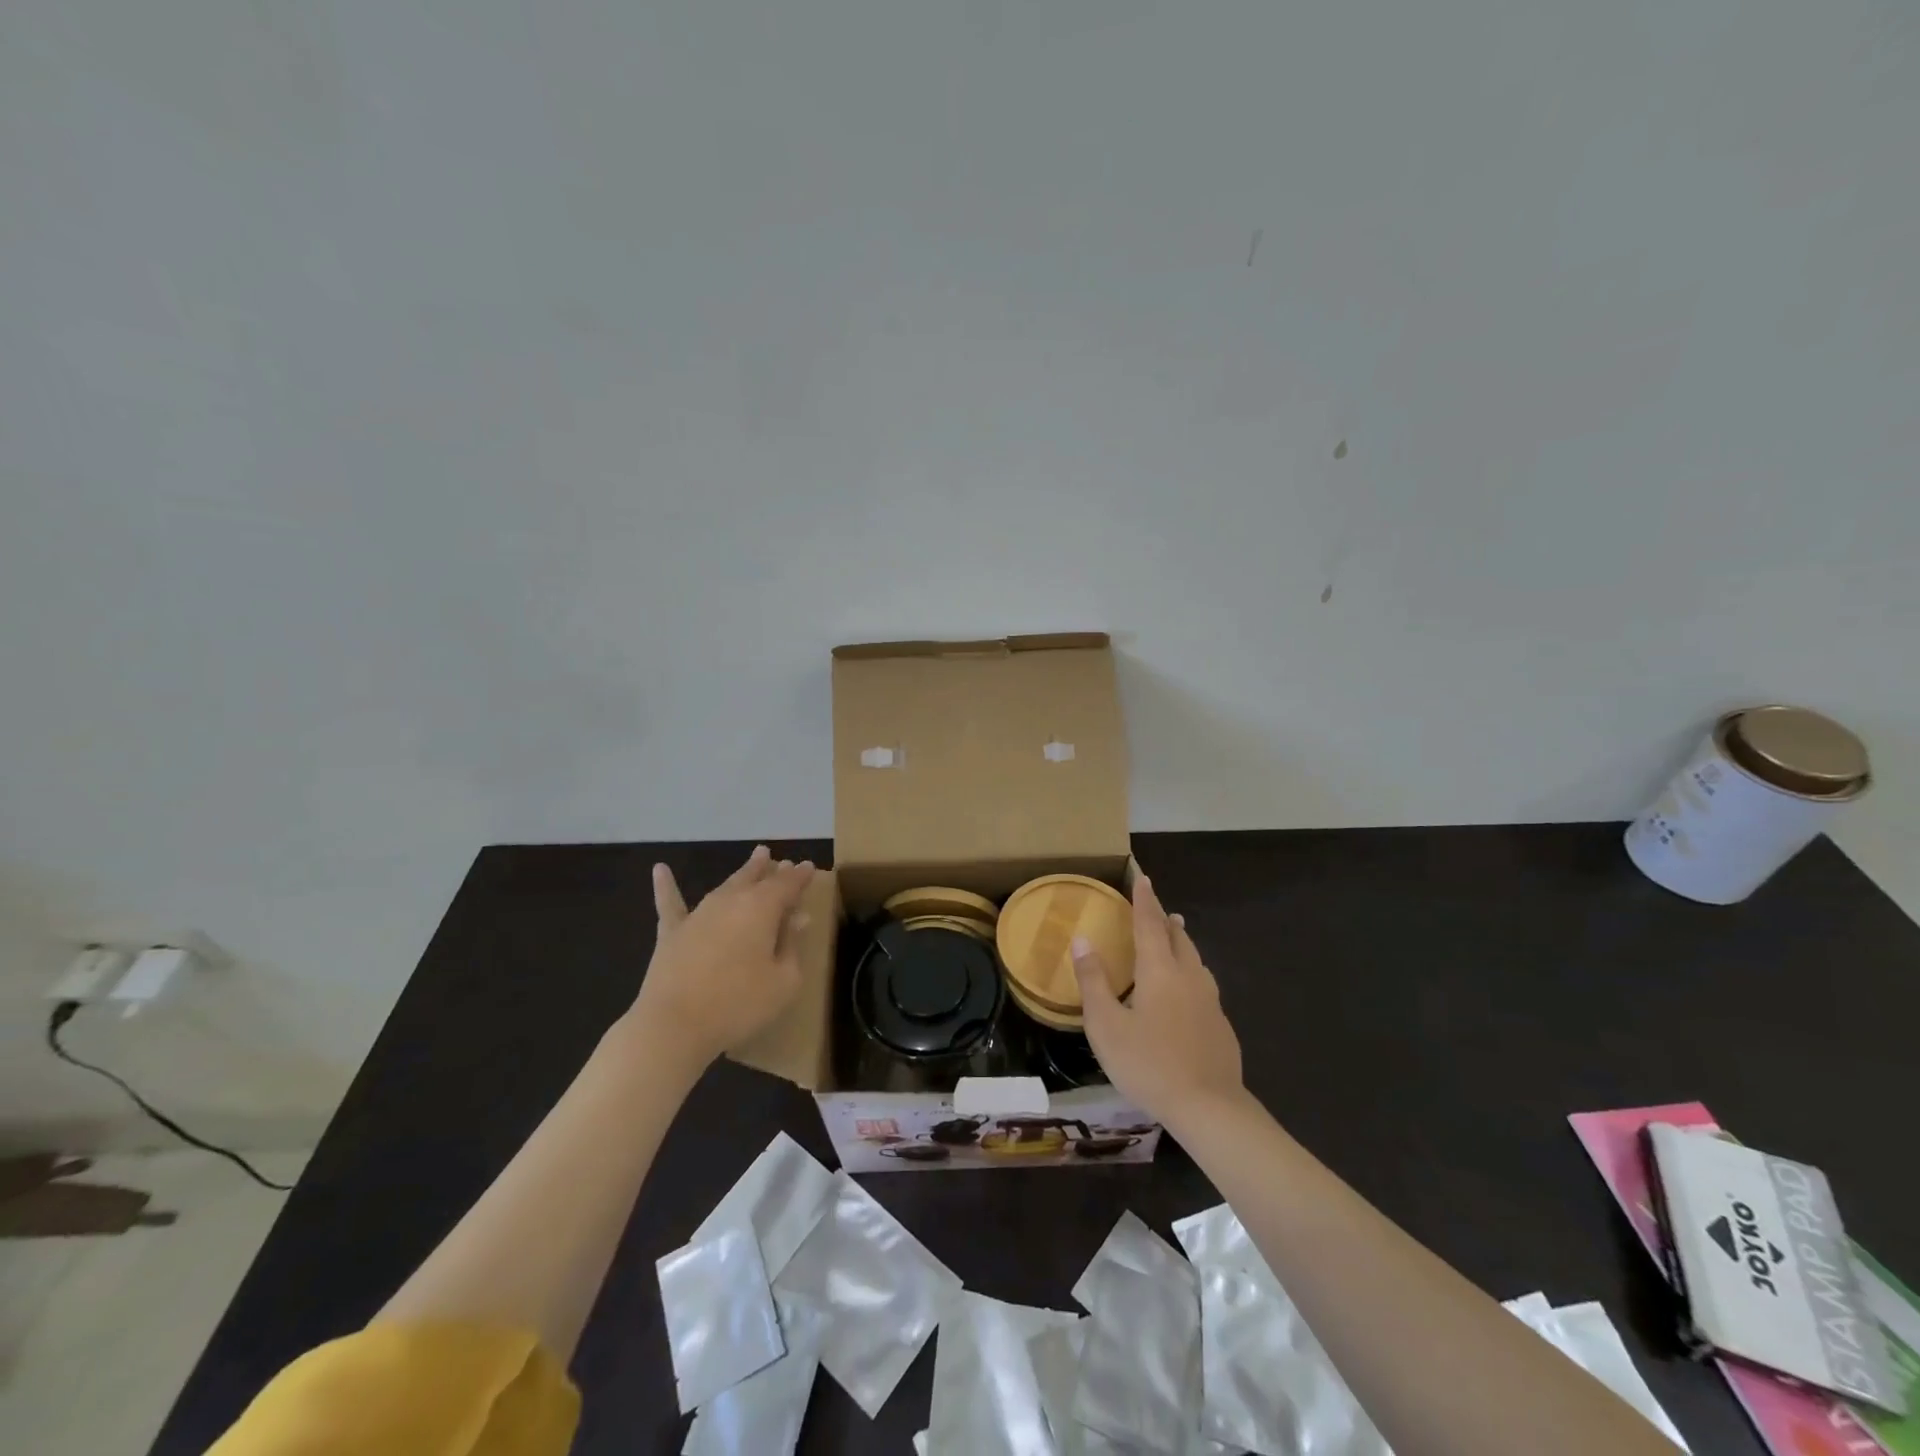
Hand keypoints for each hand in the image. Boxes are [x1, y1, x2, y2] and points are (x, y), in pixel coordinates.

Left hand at [627, 846, 815, 1074]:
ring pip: (725, 885)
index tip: (810, 868)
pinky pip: (670, 903)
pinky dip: (666, 885)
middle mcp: (731, 901)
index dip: (800, 876)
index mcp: (762, 908)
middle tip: (781, 861)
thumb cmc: (738, 1004)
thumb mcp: (784, 981)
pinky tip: (660, 869)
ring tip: (754, 860)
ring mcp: (698, 914)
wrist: (675, 1025)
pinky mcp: (672, 933)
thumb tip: (796, 920)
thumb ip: (791, 946)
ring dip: (742, 873)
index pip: (788, 885)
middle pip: (755, 878)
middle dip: (771, 869)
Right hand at [1072, 875, 1244, 1125]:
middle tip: (1156, 907)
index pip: (1149, 924)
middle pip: (1178, 938)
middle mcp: (1189, 977)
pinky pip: (1204, 985)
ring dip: (1182, 943)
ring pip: (1195, 960)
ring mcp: (1210, 1002)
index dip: (1144, 900)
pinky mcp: (1221, 1026)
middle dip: (1165, 919)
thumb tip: (1083, 940)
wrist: (1209, 1108)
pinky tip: (1188, 991)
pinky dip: (1191, 972)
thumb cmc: (1149, 1063)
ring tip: (1176, 936)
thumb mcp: (1106, 1025)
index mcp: (1160, 970)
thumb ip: (1094, 981)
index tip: (1143, 878)